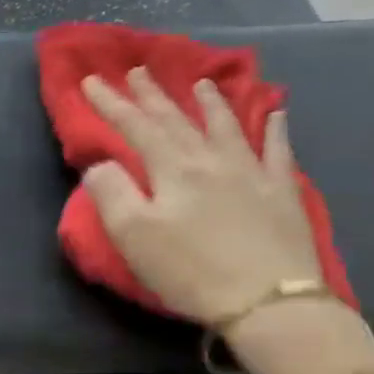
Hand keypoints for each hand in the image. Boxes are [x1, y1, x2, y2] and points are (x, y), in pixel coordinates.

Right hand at [80, 69, 321, 326]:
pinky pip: (278, 151)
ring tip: (200, 83)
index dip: (111, 103)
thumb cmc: (189, 270)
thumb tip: (101, 164)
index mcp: (173, 169)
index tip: (92, 81)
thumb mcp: (132, 234)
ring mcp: (252, 174)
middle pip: (177, 120)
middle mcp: (212, 160)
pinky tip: (276, 113)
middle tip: (138, 71)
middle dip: (153, 95)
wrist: (269, 301)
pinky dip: (275, 128)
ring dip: (210, 103)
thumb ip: (111, 192)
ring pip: (227, 126)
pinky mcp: (281, 194)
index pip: (136, 127)